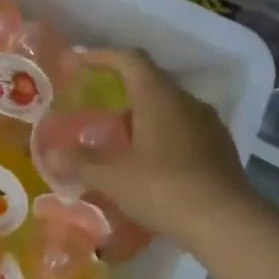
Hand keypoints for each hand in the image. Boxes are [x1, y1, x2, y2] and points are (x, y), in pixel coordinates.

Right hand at [72, 48, 260, 253]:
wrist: (226, 221)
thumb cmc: (164, 189)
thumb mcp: (114, 179)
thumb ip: (81, 164)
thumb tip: (51, 155)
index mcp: (159, 97)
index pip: (130, 59)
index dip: (103, 56)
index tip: (80, 61)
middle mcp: (187, 102)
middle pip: (150, 85)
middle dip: (122, 97)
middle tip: (99, 119)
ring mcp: (209, 124)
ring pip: (170, 111)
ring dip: (144, 121)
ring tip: (123, 148)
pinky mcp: (221, 149)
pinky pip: (186, 132)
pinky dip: (164, 140)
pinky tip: (153, 168)